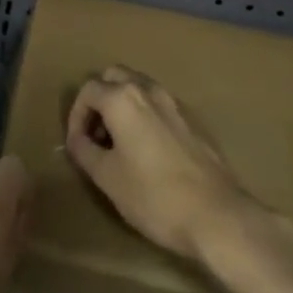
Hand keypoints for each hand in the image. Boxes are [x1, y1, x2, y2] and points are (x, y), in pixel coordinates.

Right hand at [64, 66, 274, 263]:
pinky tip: (148, 150)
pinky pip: (160, 105)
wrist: (216, 216)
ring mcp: (175, 103)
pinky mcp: (194, 120)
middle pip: (114, 76)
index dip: (76, 116)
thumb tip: (77, 139)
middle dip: (100, 100)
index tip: (78, 144)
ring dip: (123, 105)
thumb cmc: (153, 196)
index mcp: (123, 99)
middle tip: (97, 134)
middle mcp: (149, 90)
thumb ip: (83, 150)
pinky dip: (146, 115)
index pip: (88, 90)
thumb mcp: (106, 177)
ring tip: (120, 143)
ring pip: (140, 87)